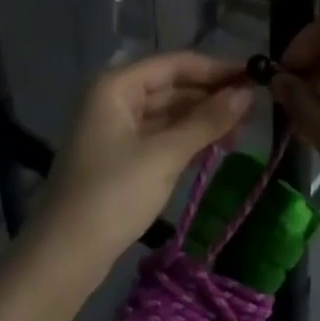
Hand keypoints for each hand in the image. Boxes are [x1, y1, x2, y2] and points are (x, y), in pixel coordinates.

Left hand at [36, 53, 254, 269]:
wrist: (64, 256)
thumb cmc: (113, 195)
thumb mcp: (165, 155)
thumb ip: (207, 121)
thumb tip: (247, 93)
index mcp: (117, 85)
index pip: (175, 64)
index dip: (217, 69)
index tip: (256, 77)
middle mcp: (114, 98)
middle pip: (172, 86)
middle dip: (211, 96)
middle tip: (255, 109)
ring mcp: (116, 128)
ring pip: (169, 112)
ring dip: (203, 119)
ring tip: (242, 131)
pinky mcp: (121, 156)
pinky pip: (161, 135)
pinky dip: (188, 138)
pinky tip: (216, 146)